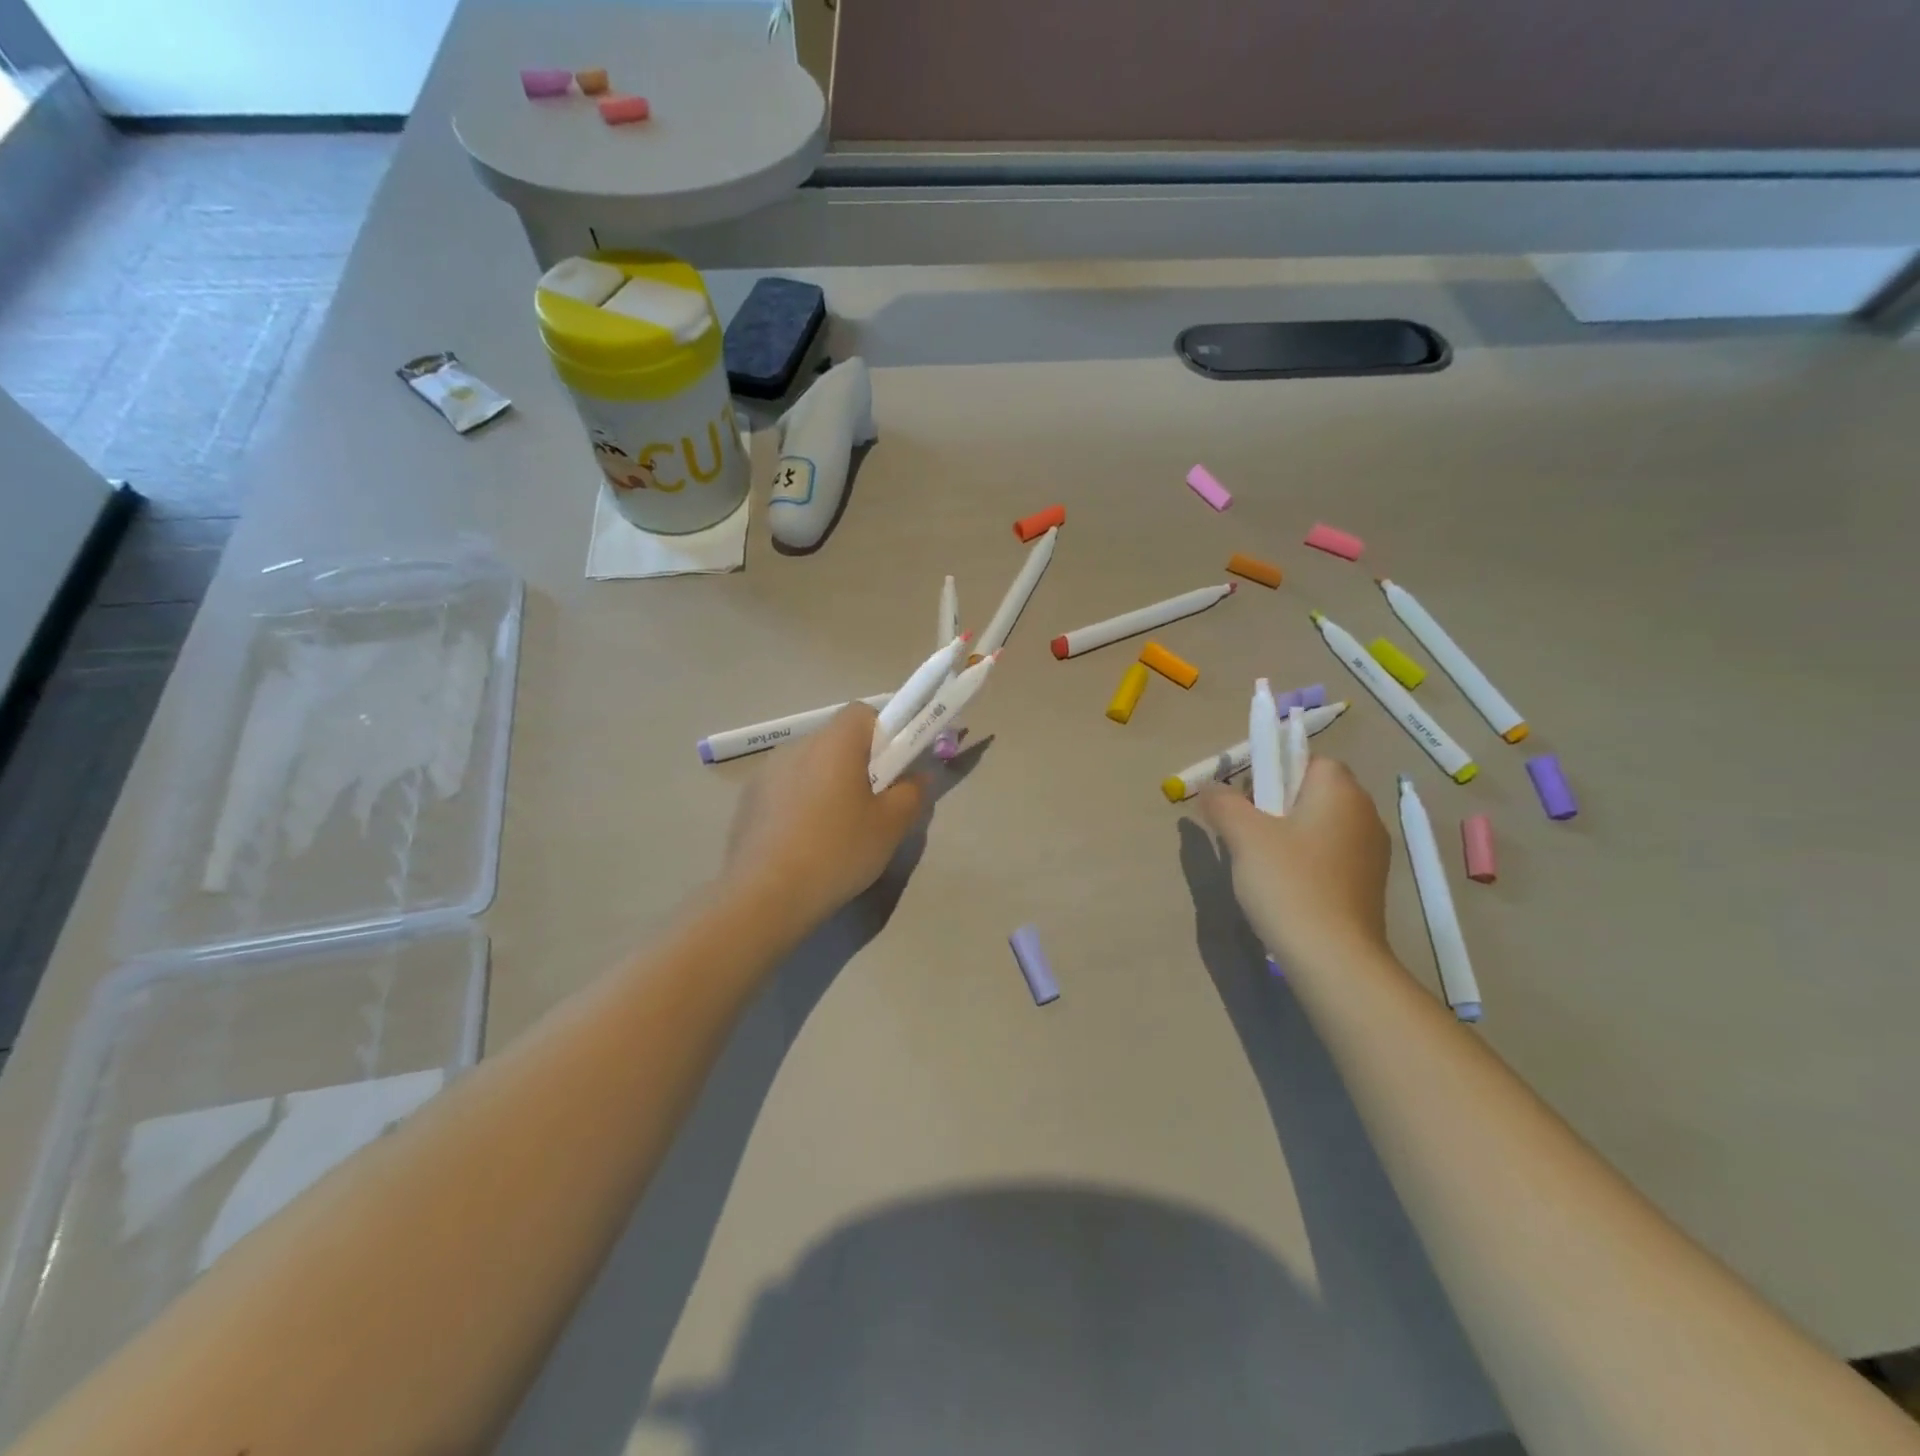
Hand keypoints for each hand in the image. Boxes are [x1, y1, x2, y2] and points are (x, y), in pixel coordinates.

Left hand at [724, 703, 927, 934]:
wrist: (764, 896)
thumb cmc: (837, 851)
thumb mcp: (891, 826)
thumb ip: (912, 792)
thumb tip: (917, 776)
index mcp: (835, 742)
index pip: (863, 713)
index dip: (884, 734)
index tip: (892, 770)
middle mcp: (797, 746)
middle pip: (837, 740)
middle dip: (858, 764)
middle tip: (872, 806)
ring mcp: (766, 772)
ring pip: (810, 766)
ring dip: (827, 785)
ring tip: (836, 832)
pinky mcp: (748, 800)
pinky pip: (786, 790)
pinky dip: (801, 805)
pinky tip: (804, 845)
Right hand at [1197, 757, 1391, 968]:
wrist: (1334, 958)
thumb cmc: (1289, 884)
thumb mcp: (1244, 836)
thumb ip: (1223, 803)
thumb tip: (1210, 789)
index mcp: (1340, 791)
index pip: (1307, 759)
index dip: (1272, 771)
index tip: (1246, 799)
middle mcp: (1364, 813)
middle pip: (1312, 791)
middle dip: (1275, 803)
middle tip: (1245, 831)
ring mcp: (1372, 852)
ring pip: (1319, 825)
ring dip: (1288, 834)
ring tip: (1260, 863)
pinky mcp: (1368, 884)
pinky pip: (1329, 854)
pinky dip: (1305, 860)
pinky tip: (1284, 887)